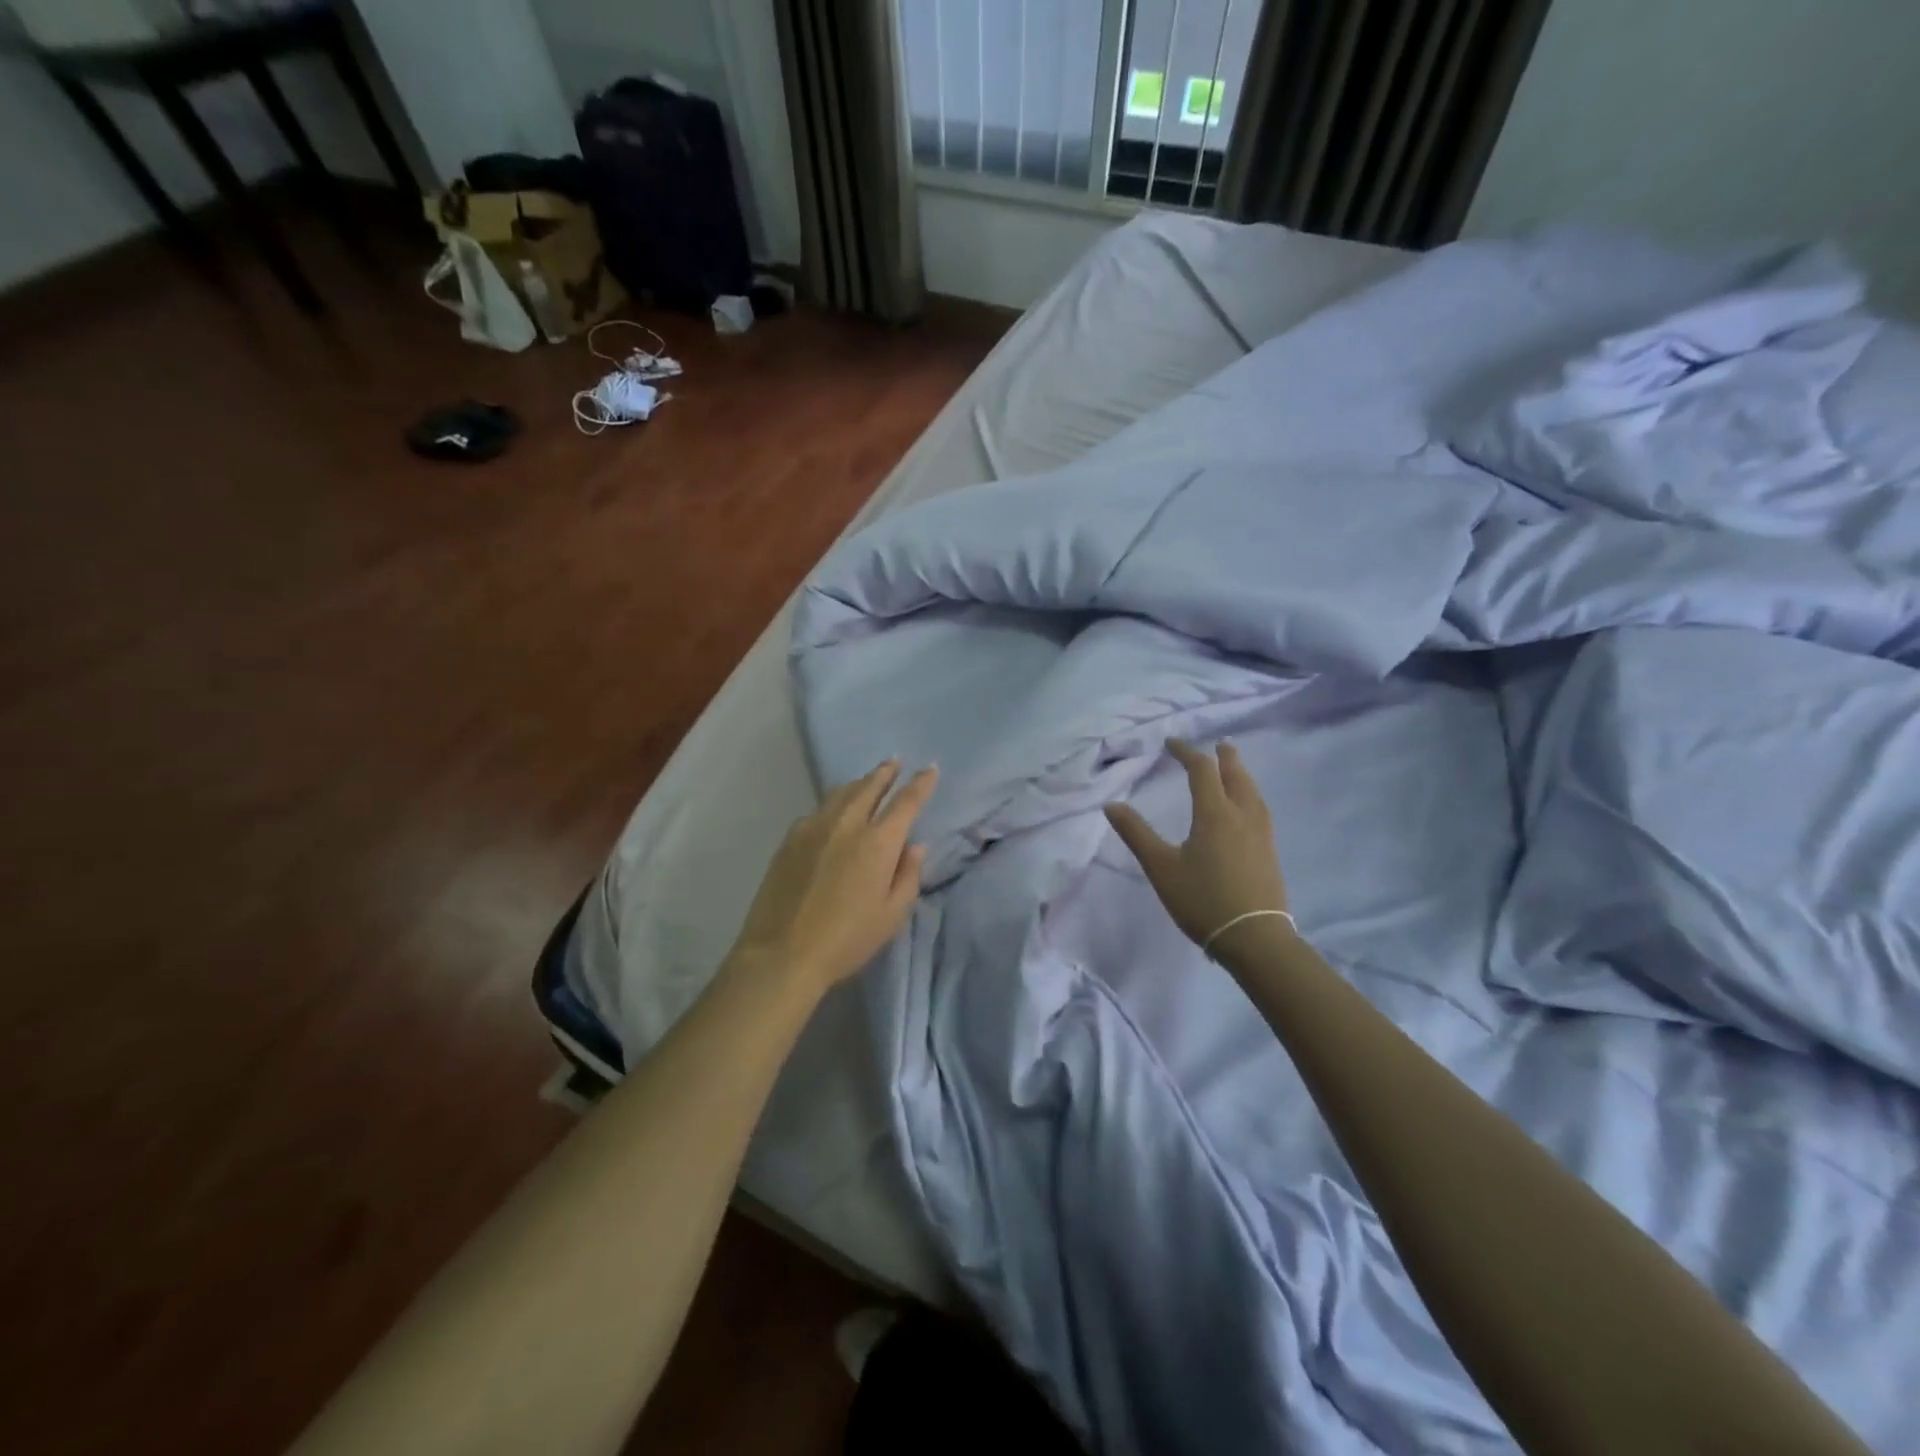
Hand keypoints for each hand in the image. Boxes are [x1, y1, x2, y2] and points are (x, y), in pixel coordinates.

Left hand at [726, 759, 938, 1000]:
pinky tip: (832, 813)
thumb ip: (907, 876)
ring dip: (859, 783)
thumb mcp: (891, 915)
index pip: (906, 802)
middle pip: (870, 786)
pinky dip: (833, 804)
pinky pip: (817, 811)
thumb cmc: (847, 939)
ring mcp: (814, 828)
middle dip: (886, 772)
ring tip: (867, 780)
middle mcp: (847, 824)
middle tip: (895, 761)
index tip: (930, 768)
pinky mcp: (790, 839)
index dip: (921, 783)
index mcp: (878, 842)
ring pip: (841, 793)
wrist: (782, 953)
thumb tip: (914, 846)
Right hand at [1105, 739, 1288, 949]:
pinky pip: (1260, 809)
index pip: (1202, 770)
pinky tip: (1247, 808)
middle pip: (1236, 775)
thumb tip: (1112, 805)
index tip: (1172, 743)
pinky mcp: (1270, 851)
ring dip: (1241, 774)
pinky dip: (1250, 795)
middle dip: (1224, 757)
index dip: (1186, 752)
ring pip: (1253, 791)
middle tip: (1218, 745)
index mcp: (1215, 813)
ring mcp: (1261, 834)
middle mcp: (1242, 815)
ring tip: (1233, 770)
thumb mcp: (1161, 867)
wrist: (1254, 938)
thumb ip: (1136, 834)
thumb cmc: (1202, 900)